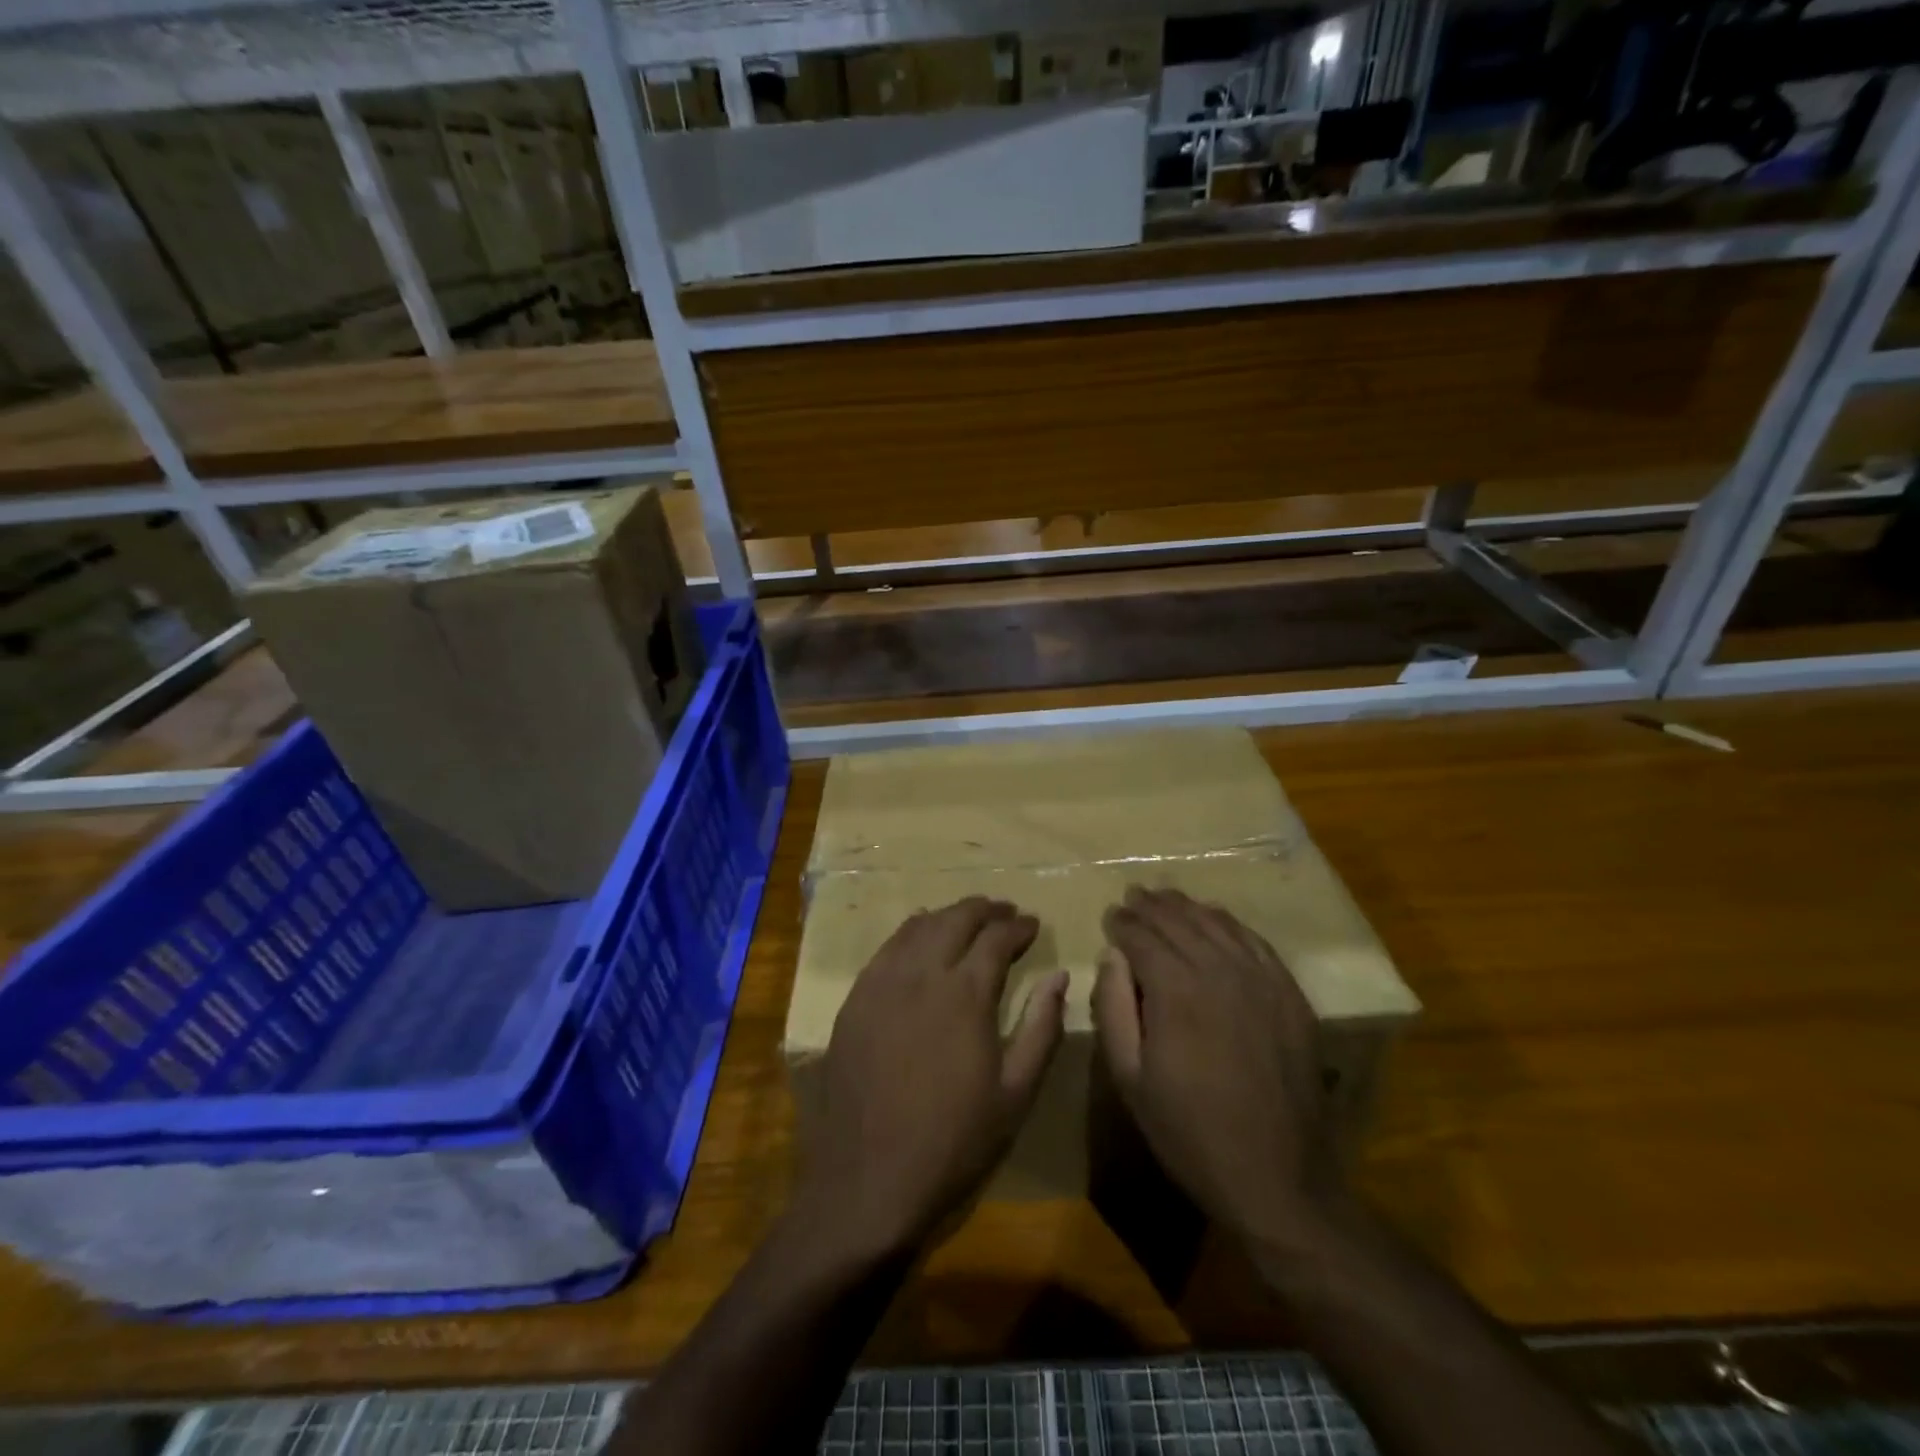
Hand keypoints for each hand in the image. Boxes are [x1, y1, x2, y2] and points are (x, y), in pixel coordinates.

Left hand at [794, 897, 1067, 1260]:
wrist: (869, 1181)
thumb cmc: (954, 1142)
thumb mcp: (1015, 1093)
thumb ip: (1041, 1027)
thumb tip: (1059, 976)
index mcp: (965, 994)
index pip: (996, 938)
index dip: (1019, 927)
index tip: (1034, 925)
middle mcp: (922, 974)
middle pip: (956, 919)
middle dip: (985, 909)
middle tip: (1006, 912)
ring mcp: (882, 983)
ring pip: (919, 926)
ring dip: (948, 916)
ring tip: (967, 920)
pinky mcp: (855, 999)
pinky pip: (887, 948)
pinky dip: (911, 933)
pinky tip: (920, 941)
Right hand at [1094, 886, 1340, 1250]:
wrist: (1278, 1178)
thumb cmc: (1190, 1132)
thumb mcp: (1130, 1079)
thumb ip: (1114, 1009)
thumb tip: (1112, 957)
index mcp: (1176, 990)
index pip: (1142, 937)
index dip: (1123, 923)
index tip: (1110, 915)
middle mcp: (1219, 971)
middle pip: (1179, 922)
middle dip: (1151, 906)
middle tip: (1133, 895)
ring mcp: (1261, 980)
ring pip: (1217, 924)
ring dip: (1187, 907)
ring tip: (1166, 897)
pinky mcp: (1290, 995)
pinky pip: (1255, 942)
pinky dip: (1229, 923)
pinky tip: (1216, 919)